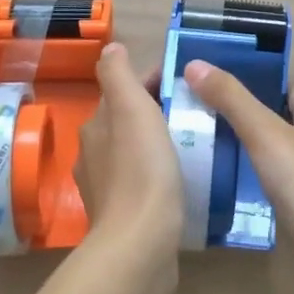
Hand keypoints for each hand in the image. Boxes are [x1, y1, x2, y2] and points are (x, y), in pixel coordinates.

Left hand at [73, 43, 184, 261]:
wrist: (140, 244)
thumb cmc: (141, 169)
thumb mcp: (131, 109)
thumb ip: (118, 76)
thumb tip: (111, 49)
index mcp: (96, 128)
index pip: (124, 93)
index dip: (153, 83)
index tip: (187, 83)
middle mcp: (94, 157)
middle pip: (129, 123)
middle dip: (158, 113)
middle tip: (199, 112)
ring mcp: (108, 191)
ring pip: (136, 154)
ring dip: (161, 144)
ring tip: (197, 143)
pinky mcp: (125, 218)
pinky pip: (145, 185)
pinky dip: (161, 175)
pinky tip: (184, 180)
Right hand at [183, 60, 293, 256]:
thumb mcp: (261, 132)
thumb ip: (230, 98)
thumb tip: (195, 65)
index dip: (271, 86)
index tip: (236, 91)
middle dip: (287, 117)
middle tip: (245, 122)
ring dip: (286, 148)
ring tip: (247, 151)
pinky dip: (282, 179)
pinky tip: (254, 186)